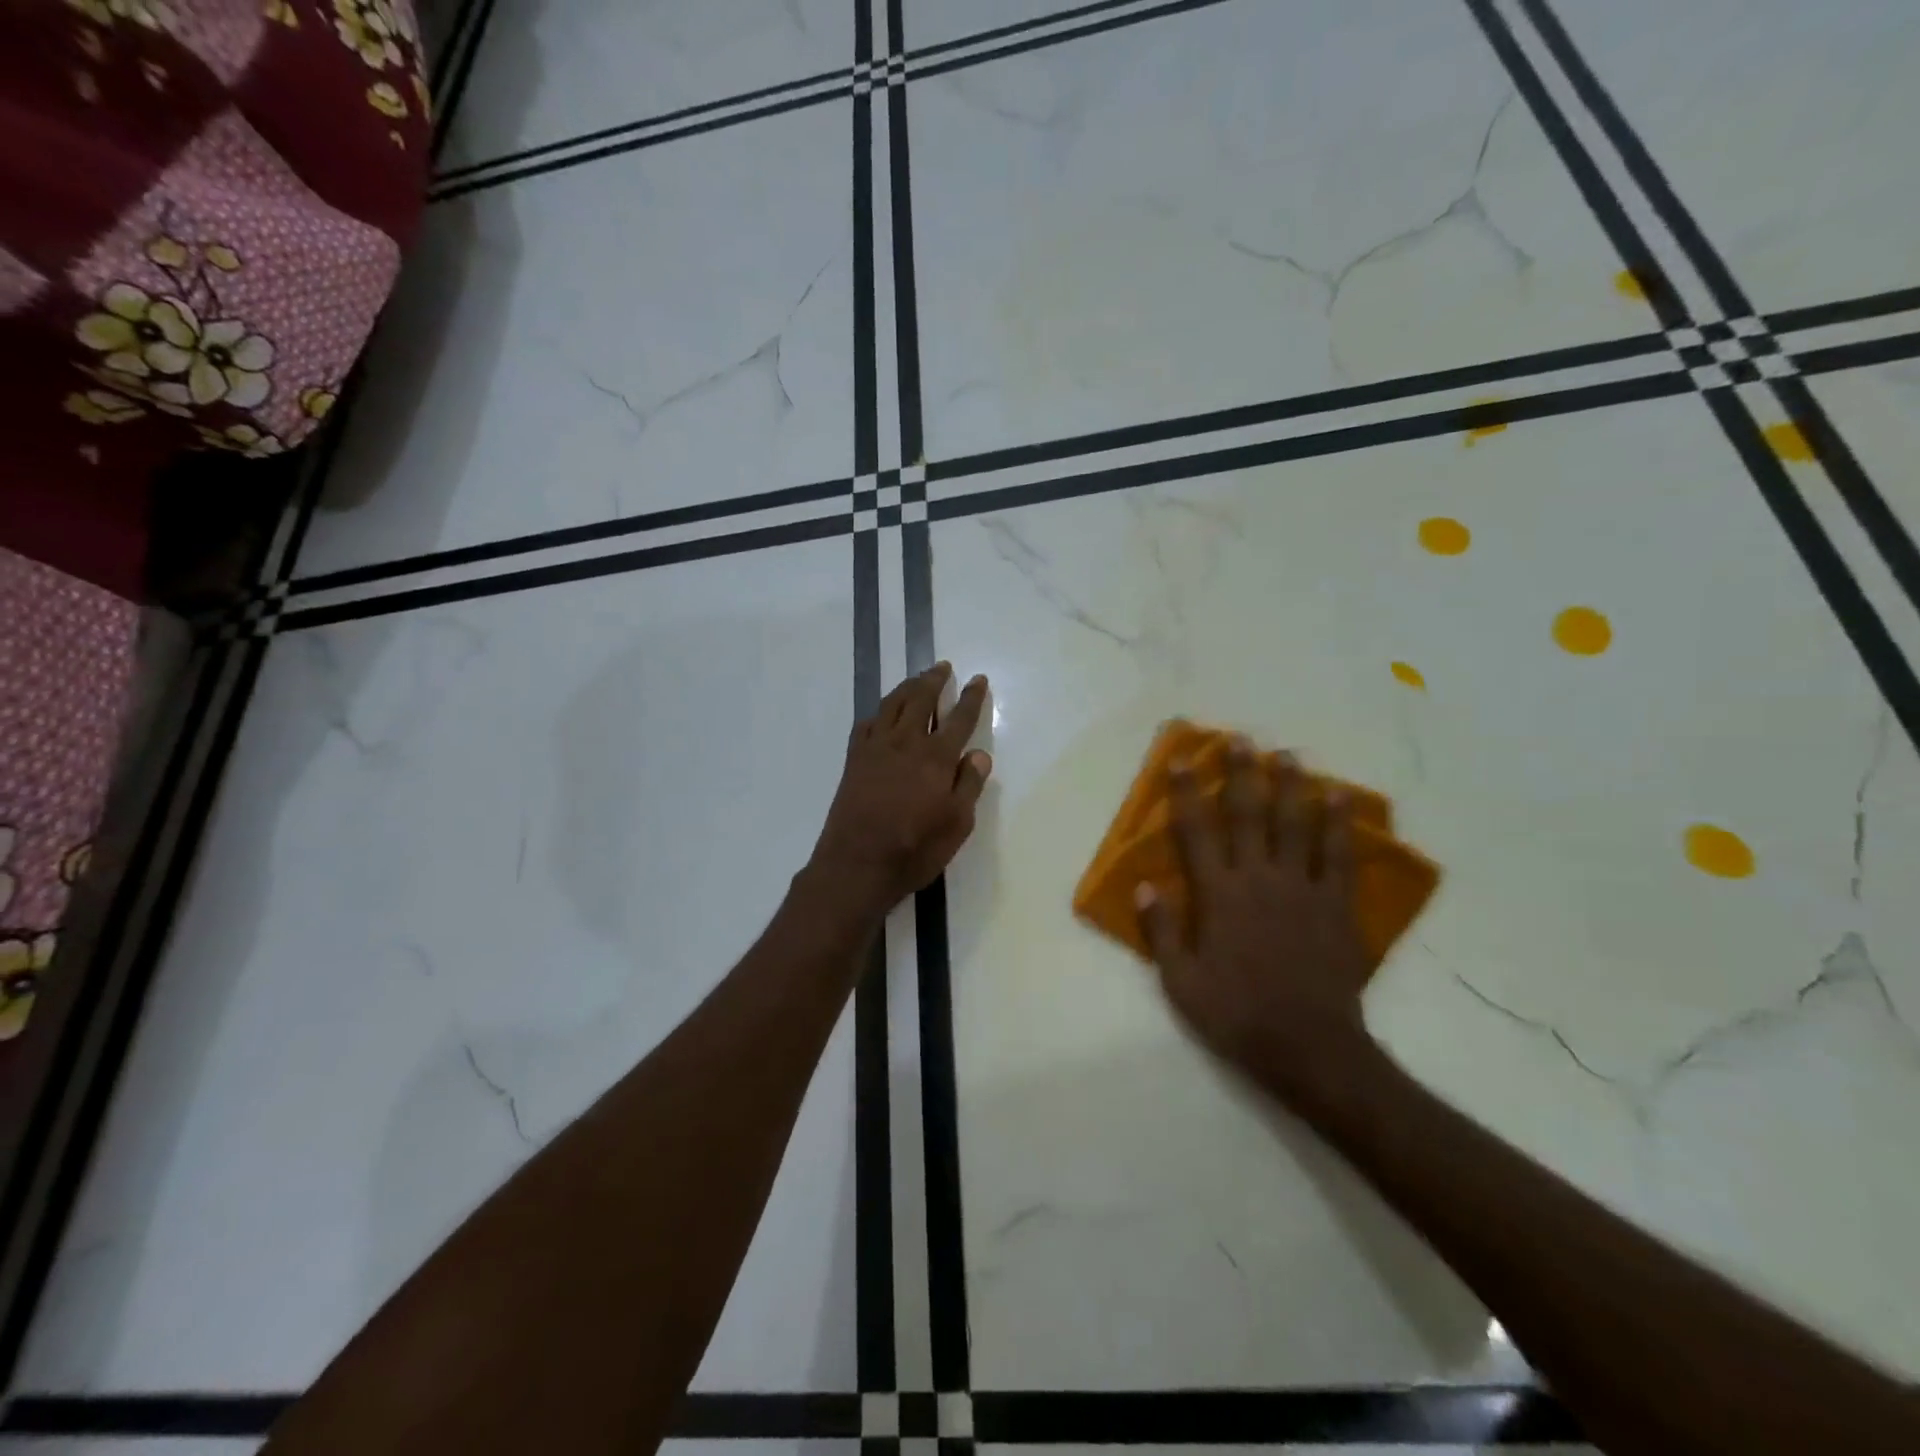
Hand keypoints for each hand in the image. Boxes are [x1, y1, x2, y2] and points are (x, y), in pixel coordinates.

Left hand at [807, 663, 992, 919]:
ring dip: (907, 687)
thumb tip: (979, 754)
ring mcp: (876, 748)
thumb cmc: (915, 849)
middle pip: (921, 699)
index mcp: (936, 757)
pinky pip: (867, 723)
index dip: (972, 698)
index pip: (959, 718)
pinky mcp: (854, 759)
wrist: (857, 864)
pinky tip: (883, 714)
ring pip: (893, 704)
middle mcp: (906, 743)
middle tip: (943, 667)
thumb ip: (969, 785)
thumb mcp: (957, 824)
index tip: (978, 680)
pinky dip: (879, 712)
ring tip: (917, 679)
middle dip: (934, 680)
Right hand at [1136, 738, 1377, 1109]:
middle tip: (1241, 739)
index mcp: (1218, 895)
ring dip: (1291, 787)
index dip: (1186, 793)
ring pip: (1296, 825)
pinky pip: (1340, 856)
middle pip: (1249, 815)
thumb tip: (1144, 886)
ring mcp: (1302, 889)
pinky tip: (1341, 799)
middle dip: (1242, 774)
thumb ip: (1163, 930)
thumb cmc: (1237, 1014)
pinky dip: (1339, 825)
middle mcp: (1259, 879)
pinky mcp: (1336, 905)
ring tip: (1288, 755)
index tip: (1181, 761)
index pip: (1197, 832)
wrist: (1309, 1047)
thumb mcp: (1181, 981)